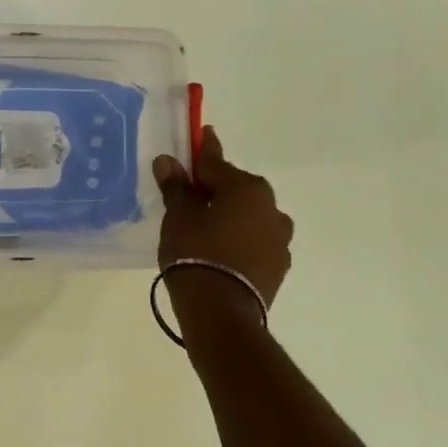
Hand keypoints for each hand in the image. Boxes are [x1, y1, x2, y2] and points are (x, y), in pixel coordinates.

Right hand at [153, 128, 293, 319]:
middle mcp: (270, 207)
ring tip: (208, 227)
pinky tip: (223, 250)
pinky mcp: (279, 266)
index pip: (216, 162)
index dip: (204, 150)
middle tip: (191, 195)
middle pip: (237, 189)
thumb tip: (167, 160)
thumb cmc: (195, 253)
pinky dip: (241, 239)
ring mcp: (279, 239)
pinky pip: (256, 241)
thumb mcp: (178, 216)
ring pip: (250, 215)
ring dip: (232, 215)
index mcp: (246, 188)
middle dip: (216, 188)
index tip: (204, 133)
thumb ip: (176, 187)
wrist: (221, 313)